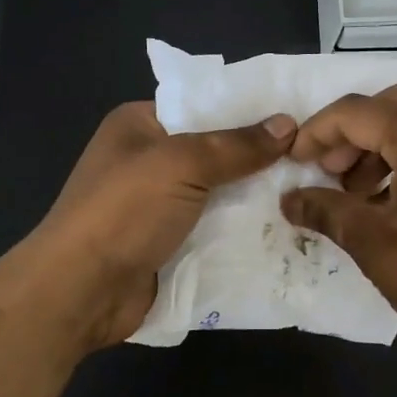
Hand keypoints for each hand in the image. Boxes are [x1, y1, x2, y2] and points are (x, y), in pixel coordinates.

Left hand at [26, 101, 295, 348]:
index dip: (249, 110)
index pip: (204, 104)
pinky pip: (214, 228)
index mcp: (141, 124)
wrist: (80, 291)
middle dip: (260, 157)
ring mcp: (158, 205)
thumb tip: (289, 124)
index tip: (299, 115)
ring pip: (219, 192)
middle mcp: (149, 160)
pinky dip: (243, 229)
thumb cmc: (124, 211)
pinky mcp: (168, 243)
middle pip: (215, 151)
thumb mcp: (181, 163)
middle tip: (316, 157)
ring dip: (256, 197)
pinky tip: (287, 227)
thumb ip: (236, 145)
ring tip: (314, 190)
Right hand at [280, 86, 396, 396]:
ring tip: (359, 192)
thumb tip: (288, 201)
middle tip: (329, 172)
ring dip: (382, 144)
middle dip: (352, 133)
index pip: (359, 111)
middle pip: (391, 105)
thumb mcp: (373, 245)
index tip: (295, 159)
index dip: (319, 131)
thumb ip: (326, 210)